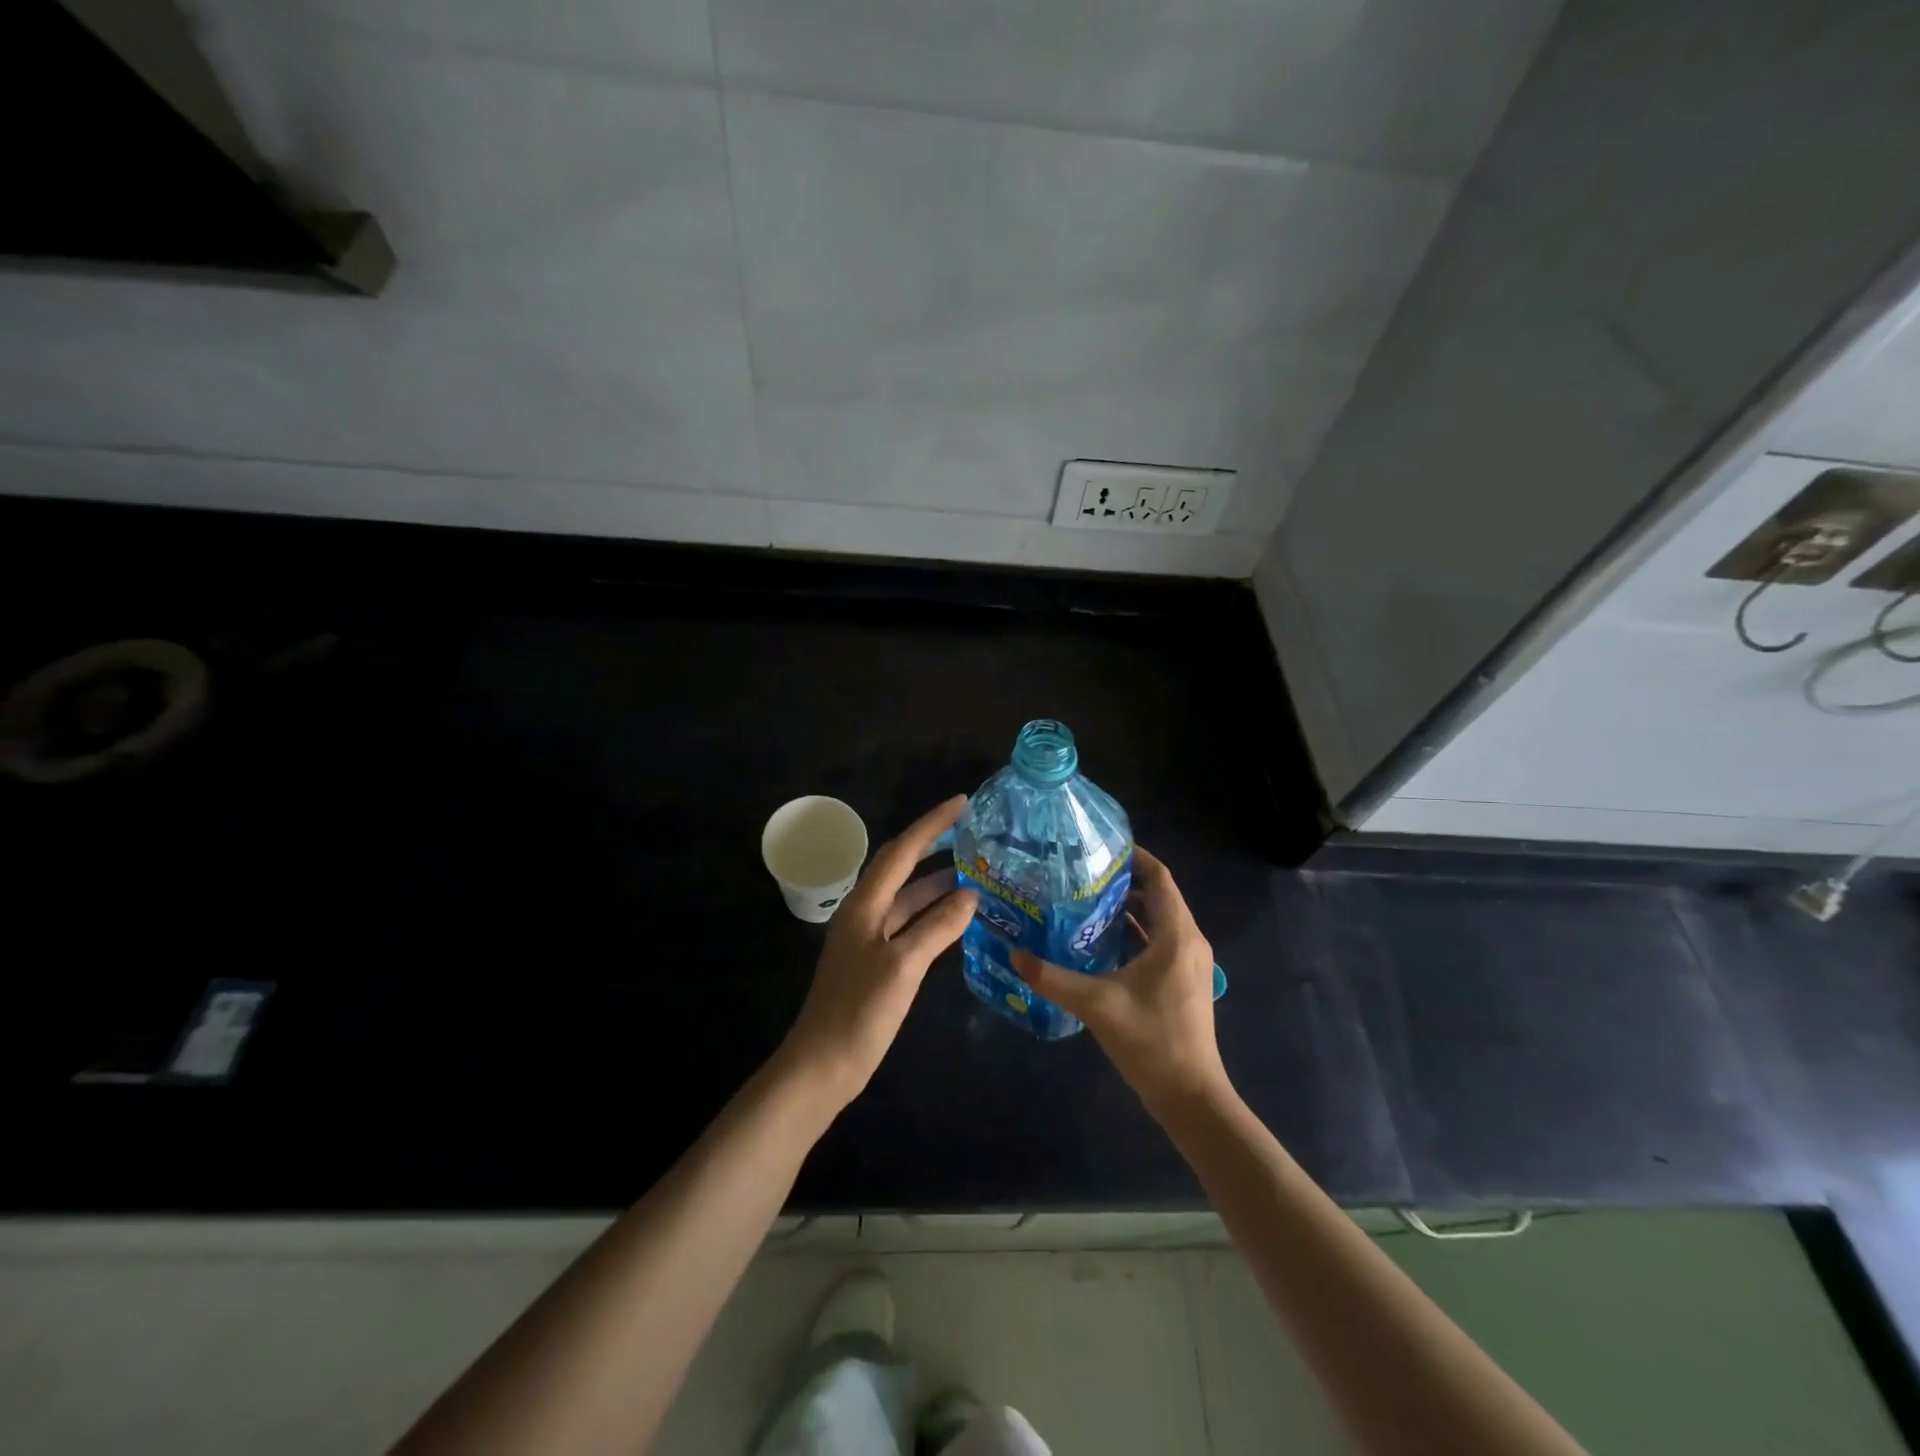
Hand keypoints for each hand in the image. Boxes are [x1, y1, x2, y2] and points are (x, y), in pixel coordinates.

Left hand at [779, 795, 977, 1110]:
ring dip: (937, 883)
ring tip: (975, 872)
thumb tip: (971, 895)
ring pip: (907, 897)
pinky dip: (933, 915)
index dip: (932, 825)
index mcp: (865, 904)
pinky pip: (909, 923)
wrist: (822, 1066)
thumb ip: (937, 928)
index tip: (961, 802)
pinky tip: (957, 917)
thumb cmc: (859, 1012)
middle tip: (971, 833)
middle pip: (902, 867)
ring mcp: (869, 938)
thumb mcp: (902, 966)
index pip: (902, 851)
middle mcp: (865, 912)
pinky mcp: (876, 961)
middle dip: (933, 845)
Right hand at [1013, 847, 1228, 1118]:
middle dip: (1124, 880)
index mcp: (1177, 935)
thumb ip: (1052, 978)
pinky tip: (1101, 939)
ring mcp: (1189, 963)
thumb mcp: (1095, 1004)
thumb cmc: (1150, 1041)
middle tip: (1082, 871)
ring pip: (1160, 919)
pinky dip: (1135, 931)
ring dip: (1129, 906)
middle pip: (1159, 894)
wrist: (1191, 1097)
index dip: (1134, 857)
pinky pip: (1160, 940)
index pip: (1159, 877)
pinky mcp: (1183, 981)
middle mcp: (1188, 940)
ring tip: (1086, 898)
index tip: (1099, 846)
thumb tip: (1014, 955)